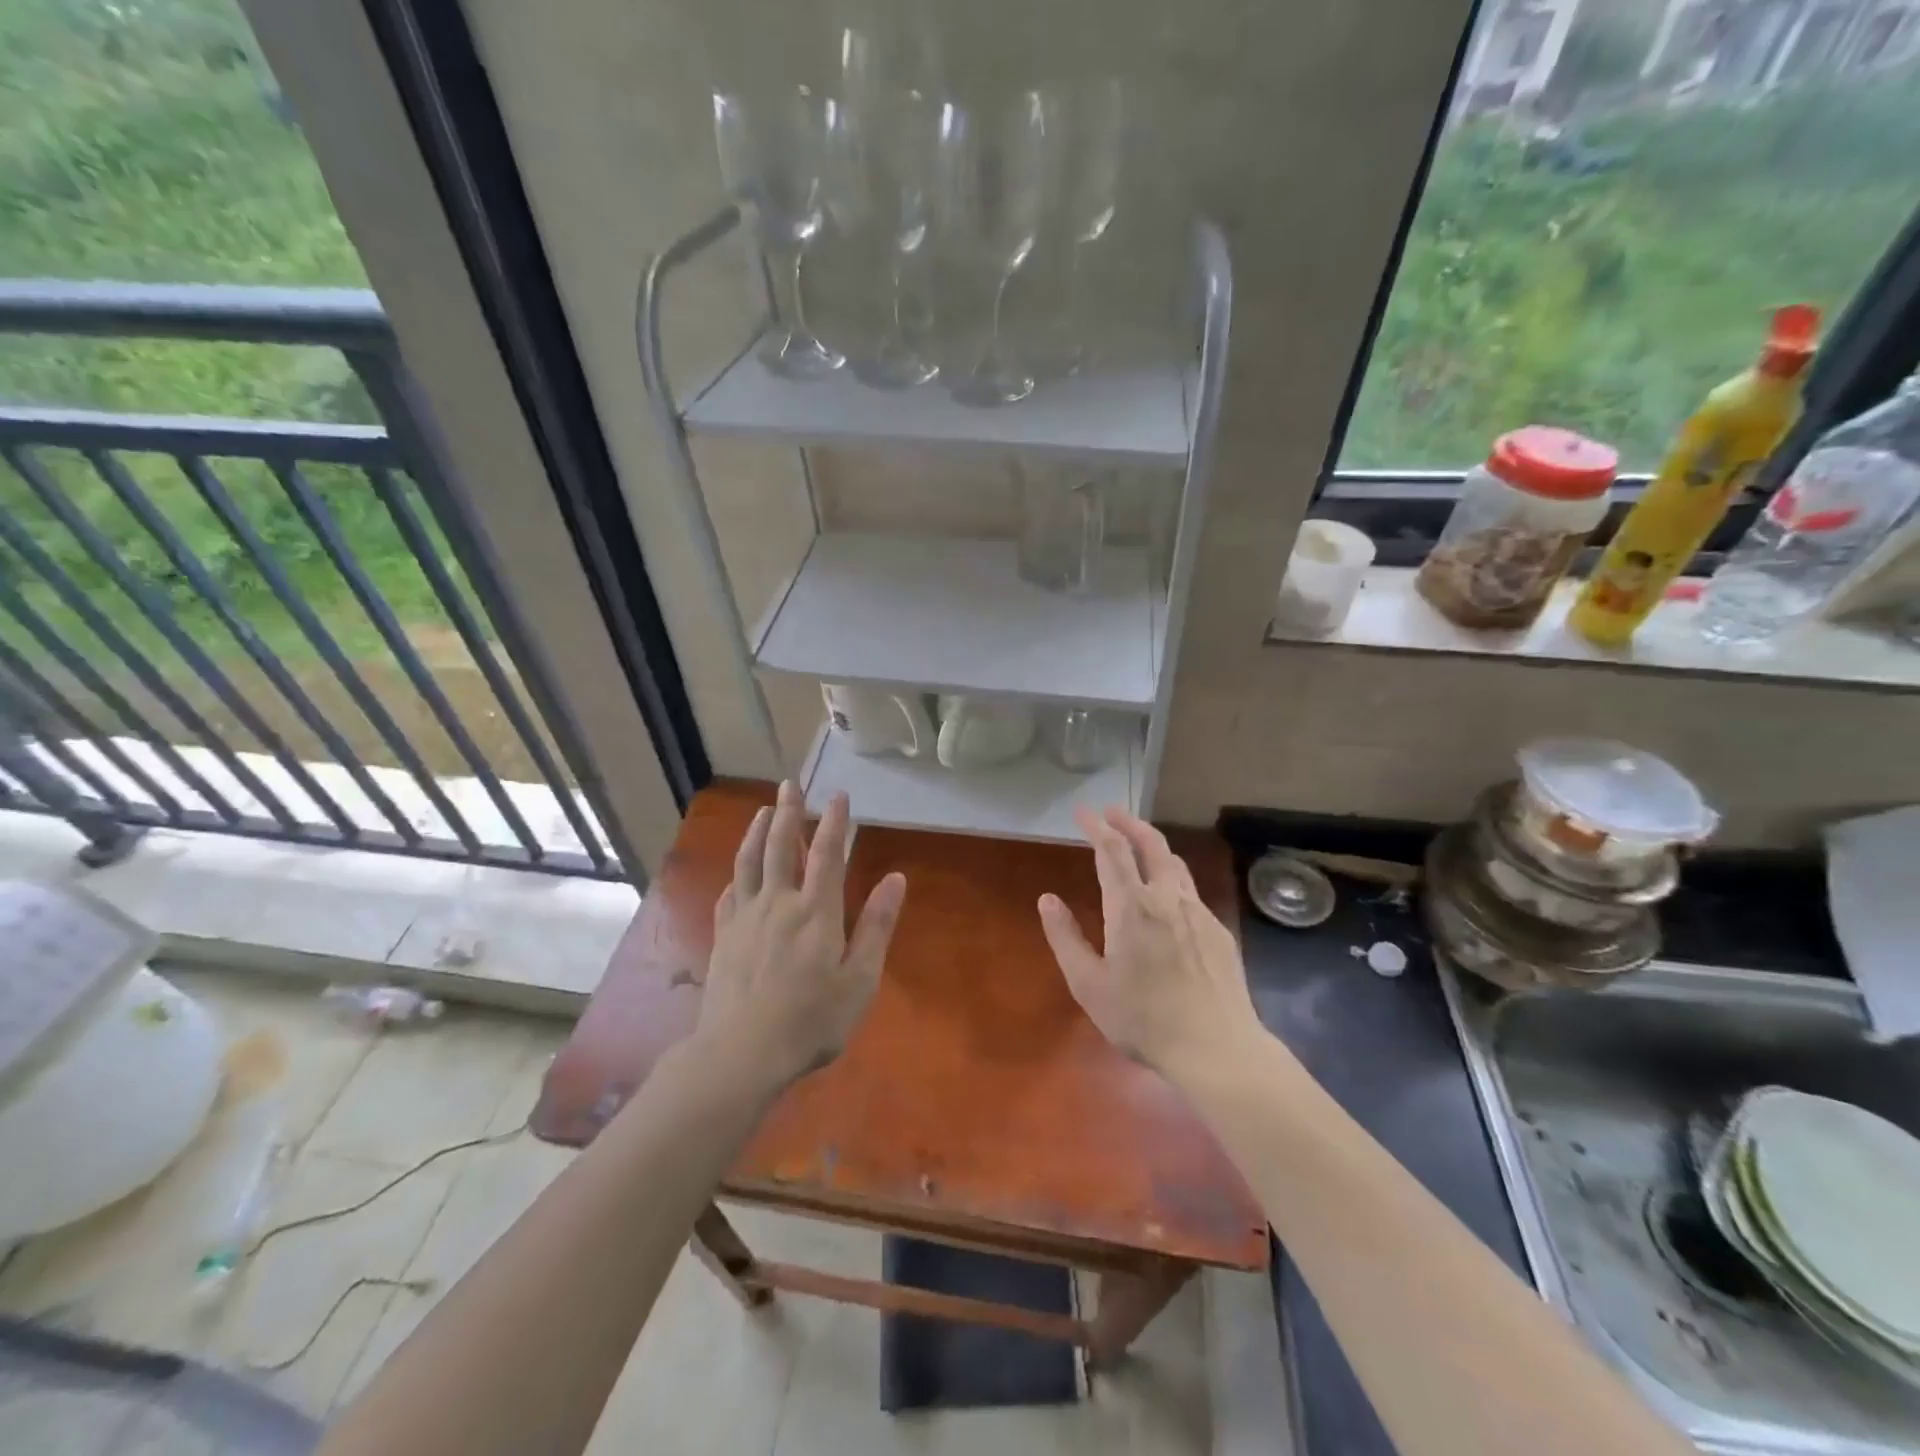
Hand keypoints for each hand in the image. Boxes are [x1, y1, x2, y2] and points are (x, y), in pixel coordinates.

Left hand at [696, 781, 906, 1091]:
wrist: (741, 1053)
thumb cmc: (811, 1020)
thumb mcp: (859, 979)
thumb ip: (876, 926)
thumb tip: (896, 879)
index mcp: (816, 911)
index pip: (827, 854)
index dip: (834, 822)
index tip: (838, 795)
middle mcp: (778, 903)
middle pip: (781, 846)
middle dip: (788, 812)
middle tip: (791, 784)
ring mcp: (746, 918)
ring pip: (750, 862)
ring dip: (757, 832)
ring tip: (763, 810)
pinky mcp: (724, 937)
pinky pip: (730, 894)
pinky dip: (737, 874)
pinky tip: (738, 873)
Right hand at [1039, 807, 1262, 1083]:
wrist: (1217, 1049)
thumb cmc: (1143, 1019)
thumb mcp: (1088, 985)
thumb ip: (1065, 938)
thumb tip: (1047, 899)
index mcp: (1131, 906)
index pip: (1112, 851)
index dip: (1096, 827)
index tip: (1083, 812)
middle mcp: (1167, 898)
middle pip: (1151, 844)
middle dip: (1129, 822)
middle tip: (1112, 813)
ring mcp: (1198, 913)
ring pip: (1175, 864)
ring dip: (1153, 847)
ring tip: (1139, 847)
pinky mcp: (1218, 931)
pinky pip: (1190, 892)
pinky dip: (1171, 878)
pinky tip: (1167, 899)